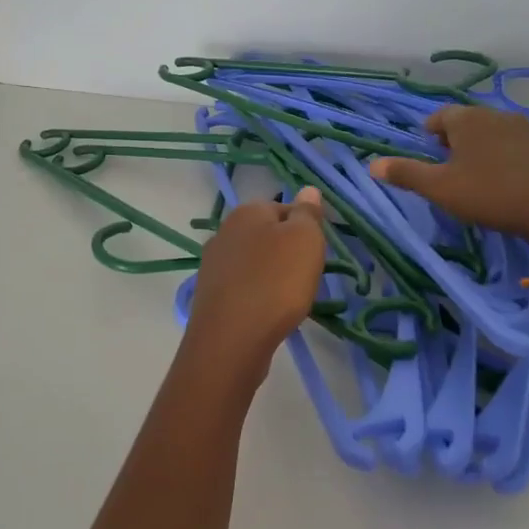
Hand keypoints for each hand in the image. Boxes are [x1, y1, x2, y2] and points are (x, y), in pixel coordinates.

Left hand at [185, 187, 326, 362]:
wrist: (232, 338)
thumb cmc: (276, 282)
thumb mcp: (305, 240)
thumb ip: (307, 213)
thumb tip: (307, 190)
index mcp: (246, 211)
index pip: (285, 208)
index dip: (306, 228)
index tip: (318, 253)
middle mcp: (224, 231)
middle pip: (267, 235)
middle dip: (287, 253)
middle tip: (306, 276)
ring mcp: (213, 264)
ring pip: (254, 262)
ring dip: (272, 275)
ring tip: (288, 298)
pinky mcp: (210, 294)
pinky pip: (242, 286)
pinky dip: (256, 295)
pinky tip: (266, 312)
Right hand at [370, 107, 528, 241]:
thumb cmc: (489, 193)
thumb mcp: (440, 188)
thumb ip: (406, 173)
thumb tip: (372, 164)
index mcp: (466, 119)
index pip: (439, 116)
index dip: (429, 134)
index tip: (428, 154)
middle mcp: (494, 114)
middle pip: (466, 121)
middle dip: (453, 139)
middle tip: (447, 167)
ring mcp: (523, 128)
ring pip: (490, 131)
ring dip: (478, 147)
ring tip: (473, 174)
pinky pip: (512, 143)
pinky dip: (501, 155)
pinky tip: (502, 178)